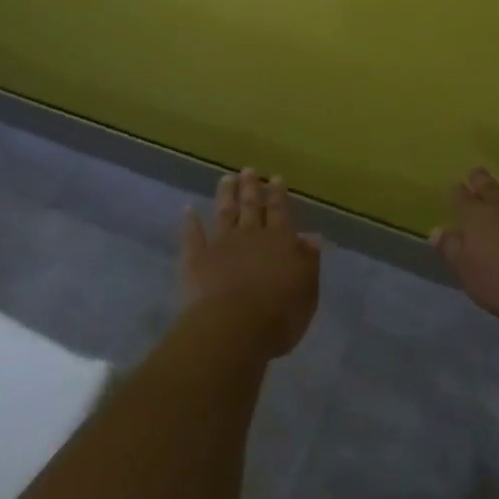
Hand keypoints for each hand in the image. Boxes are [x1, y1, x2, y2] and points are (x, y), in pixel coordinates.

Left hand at [180, 169, 320, 359]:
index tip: (275, 178)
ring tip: (226, 179)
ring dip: (225, 195)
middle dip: (251, 187)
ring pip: (224, 213)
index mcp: (279, 241)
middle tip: (249, 170)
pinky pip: (192, 236)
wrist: (233, 327)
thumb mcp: (307, 290)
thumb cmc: (279, 314)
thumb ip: (308, 262)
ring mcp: (221, 244)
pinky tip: (188, 210)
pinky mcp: (196, 258)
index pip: (280, 212)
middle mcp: (250, 235)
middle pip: (251, 206)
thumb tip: (310, 237)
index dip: (278, 195)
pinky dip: (190, 222)